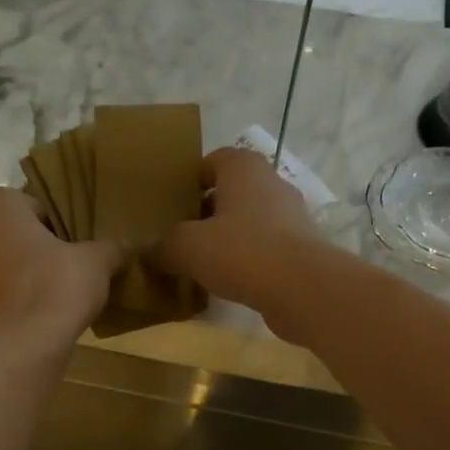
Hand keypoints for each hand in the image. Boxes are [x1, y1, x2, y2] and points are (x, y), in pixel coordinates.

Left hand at [0, 188, 123, 344]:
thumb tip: (129, 246)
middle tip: (70, 268)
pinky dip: (16, 302)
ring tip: (57, 295)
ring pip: (2, 266)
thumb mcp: (97, 261)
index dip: (59, 224)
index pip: (33, 205)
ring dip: (24, 276)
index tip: (77, 245)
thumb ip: (112, 248)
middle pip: (13, 235)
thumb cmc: (56, 285)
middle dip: (38, 249)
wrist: (24, 344)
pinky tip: (41, 316)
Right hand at [152, 148, 328, 333]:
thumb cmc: (242, 252)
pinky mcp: (300, 248)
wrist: (303, 289)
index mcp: (244, 168)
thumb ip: (163, 247)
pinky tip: (229, 283)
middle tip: (179, 238)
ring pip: (248, 221)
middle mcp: (270, 183)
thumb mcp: (187, 248)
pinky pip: (263, 248)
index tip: (172, 207)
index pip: (212, 161)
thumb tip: (146, 252)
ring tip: (201, 264)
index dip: (190, 181)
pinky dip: (246, 260)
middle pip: (230, 192)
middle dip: (205, 213)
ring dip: (226, 239)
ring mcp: (290, 216)